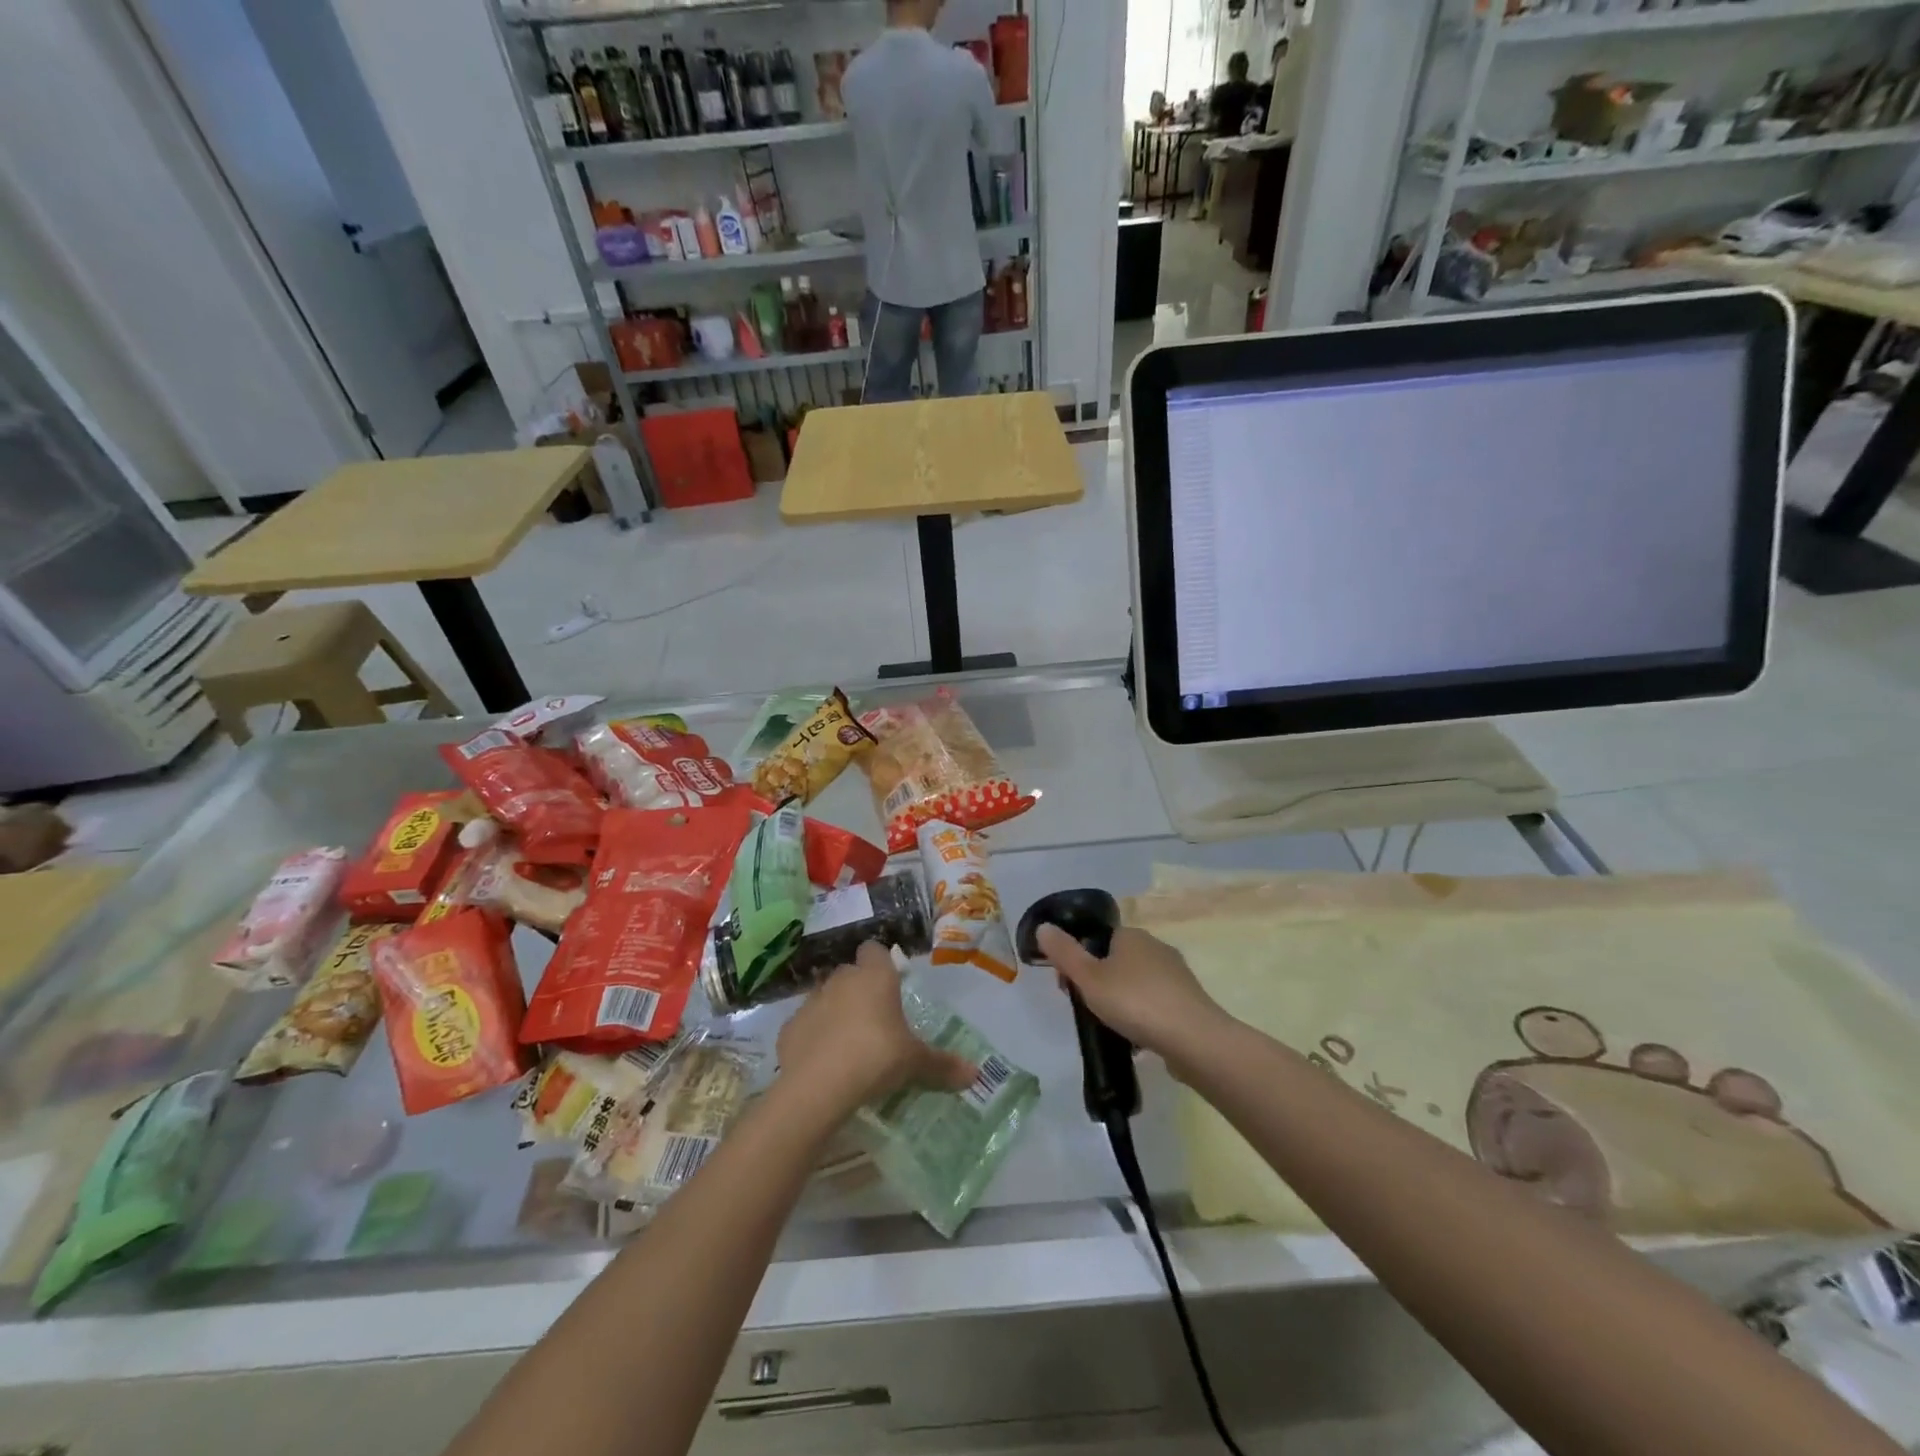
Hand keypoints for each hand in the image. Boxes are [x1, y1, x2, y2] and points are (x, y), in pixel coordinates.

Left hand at [776, 943, 976, 1111]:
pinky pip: (805, 1025)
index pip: (874, 950)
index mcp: (874, 977)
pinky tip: (823, 1062)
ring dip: (835, 1011)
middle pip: (850, 974)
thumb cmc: (876, 1057)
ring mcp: (811, 1002)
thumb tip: (975, 1074)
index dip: (880, 962)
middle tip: (875, 1019)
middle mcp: (841, 980)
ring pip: (825, 997)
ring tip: (849, 1042)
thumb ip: (942, 1065)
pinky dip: (813, 1037)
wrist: (818, 1086)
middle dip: (859, 990)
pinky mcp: (788, 1028)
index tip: (889, 983)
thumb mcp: (915, 1062)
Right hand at [1034, 924, 1226, 1056]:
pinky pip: (1156, 1004)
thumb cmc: (1135, 1002)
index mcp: (1131, 935)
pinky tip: (1137, 1040)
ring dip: (1122, 1002)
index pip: (1098, 939)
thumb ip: (1064, 953)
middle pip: (1117, 961)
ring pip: (1137, 984)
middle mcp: (1156, 947)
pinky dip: (1144, 1018)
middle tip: (1087, 1010)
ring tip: (1111, 1028)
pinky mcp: (1189, 1001)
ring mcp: (1176, 974)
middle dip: (1099, 983)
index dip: (1079, 960)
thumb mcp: (1089, 978)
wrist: (1194, 1039)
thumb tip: (1043, 926)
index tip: (1067, 986)